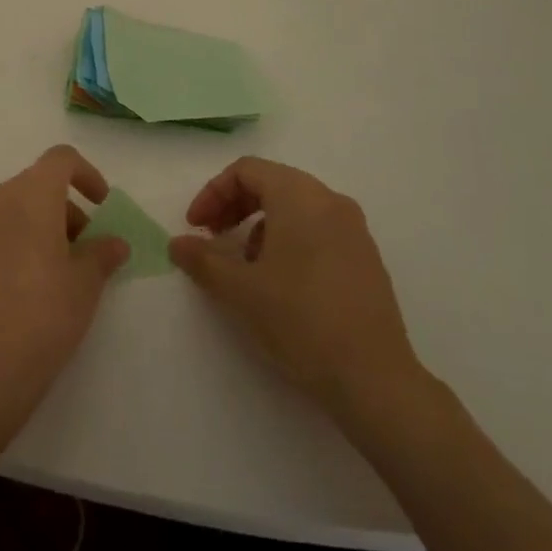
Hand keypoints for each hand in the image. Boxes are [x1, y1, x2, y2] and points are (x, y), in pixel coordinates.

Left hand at [0, 145, 128, 453]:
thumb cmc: (42, 316)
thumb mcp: (85, 285)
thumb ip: (101, 254)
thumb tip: (114, 243)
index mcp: (29, 194)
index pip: (60, 160)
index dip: (87, 174)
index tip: (102, 207)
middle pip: (37, 185)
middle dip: (67, 208)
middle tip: (86, 251)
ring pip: (15, 208)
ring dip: (43, 225)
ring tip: (61, 273)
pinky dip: (18, 240)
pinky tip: (29, 285)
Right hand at [169, 157, 428, 419]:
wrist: (374, 380)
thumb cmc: (300, 321)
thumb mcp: (240, 290)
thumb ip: (203, 259)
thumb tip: (177, 244)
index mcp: (300, 196)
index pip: (247, 171)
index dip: (213, 193)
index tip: (196, 227)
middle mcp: (330, 201)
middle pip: (272, 183)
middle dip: (235, 206)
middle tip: (212, 238)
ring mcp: (354, 229)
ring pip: (295, 207)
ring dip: (260, 225)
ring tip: (245, 266)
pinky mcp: (366, 258)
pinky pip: (318, 229)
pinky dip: (289, 239)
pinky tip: (280, 282)